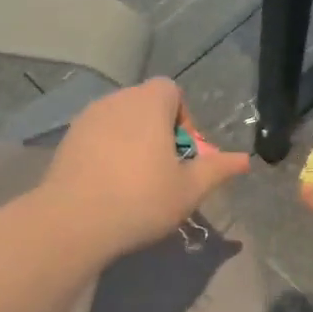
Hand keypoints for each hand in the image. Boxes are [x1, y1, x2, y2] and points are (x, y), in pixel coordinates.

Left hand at [40, 78, 250, 259]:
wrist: (73, 221)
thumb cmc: (141, 199)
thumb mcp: (189, 189)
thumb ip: (217, 169)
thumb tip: (245, 160)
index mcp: (149, 103)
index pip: (171, 90)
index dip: (183, 117)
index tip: (183, 153)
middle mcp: (116, 100)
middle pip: (145, 105)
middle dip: (159, 131)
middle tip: (165, 170)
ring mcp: (87, 119)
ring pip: (120, 121)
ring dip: (133, 141)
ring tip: (136, 180)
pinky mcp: (67, 140)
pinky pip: (97, 136)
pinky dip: (108, 151)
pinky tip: (109, 185)